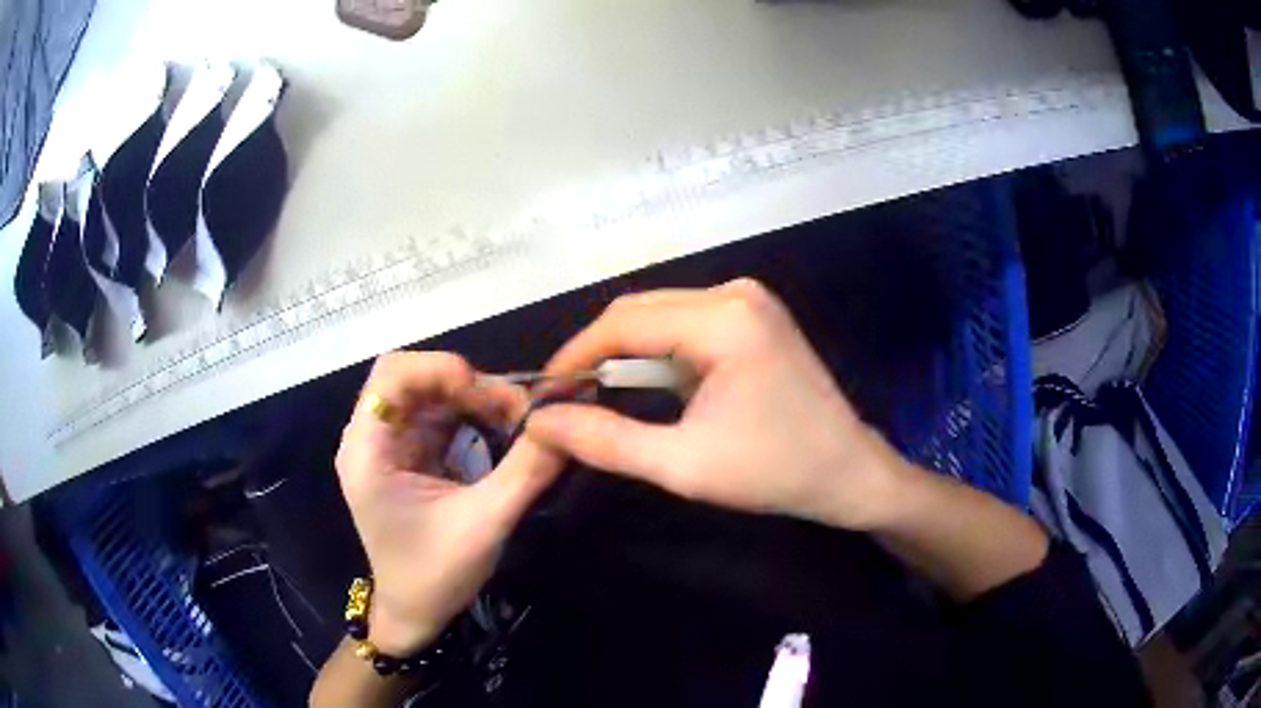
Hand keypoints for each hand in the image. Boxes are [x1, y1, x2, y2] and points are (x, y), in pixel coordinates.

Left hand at [335, 352, 562, 654]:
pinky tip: (502, 431)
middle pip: (415, 377)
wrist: (415, 613)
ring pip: (432, 393)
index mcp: (368, 451)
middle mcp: (372, 437)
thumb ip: (526, 470)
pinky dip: (474, 416)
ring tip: (517, 420)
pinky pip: (442, 416)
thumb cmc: (435, 575)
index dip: (440, 369)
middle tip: (517, 410)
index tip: (488, 396)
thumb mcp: (485, 523)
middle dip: (468, 385)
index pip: (392, 373)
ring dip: (475, 399)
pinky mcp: (410, 455)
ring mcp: (391, 445)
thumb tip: (569, 423)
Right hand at [525, 279, 909, 529]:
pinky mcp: (752, 315)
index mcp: (722, 319)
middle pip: (639, 312)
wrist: (850, 473)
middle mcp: (734, 293)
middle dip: (596, 354)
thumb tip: (542, 421)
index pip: (623, 323)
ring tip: (595, 397)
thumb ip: (606, 441)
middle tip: (565, 400)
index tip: (542, 394)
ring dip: (625, 355)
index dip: (573, 356)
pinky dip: (657, 354)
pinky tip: (647, 388)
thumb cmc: (775, 472)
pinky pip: (686, 324)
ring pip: (659, 316)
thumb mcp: (683, 465)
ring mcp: (747, 300)